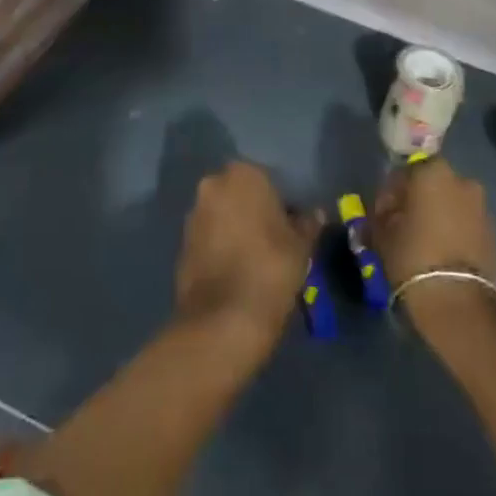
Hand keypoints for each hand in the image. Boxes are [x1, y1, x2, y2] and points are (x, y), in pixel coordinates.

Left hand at [174, 162, 320, 351]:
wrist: (223, 320)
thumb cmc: (270, 268)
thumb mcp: (301, 246)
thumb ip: (308, 224)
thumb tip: (315, 214)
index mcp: (243, 174)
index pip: (268, 179)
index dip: (281, 202)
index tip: (291, 225)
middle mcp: (212, 185)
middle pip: (240, 194)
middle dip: (254, 211)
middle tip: (274, 240)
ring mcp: (193, 215)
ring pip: (221, 215)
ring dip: (235, 229)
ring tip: (255, 259)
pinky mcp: (180, 245)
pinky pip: (208, 238)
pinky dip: (220, 248)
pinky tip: (236, 272)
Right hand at [371, 159, 495, 332]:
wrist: (461, 303)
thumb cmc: (414, 258)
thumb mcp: (383, 235)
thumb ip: (382, 215)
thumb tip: (386, 212)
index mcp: (432, 172)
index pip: (403, 174)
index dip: (389, 195)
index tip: (381, 216)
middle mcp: (461, 180)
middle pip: (431, 186)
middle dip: (416, 202)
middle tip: (402, 227)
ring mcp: (482, 206)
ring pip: (451, 204)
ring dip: (437, 216)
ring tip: (423, 243)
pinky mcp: (494, 233)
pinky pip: (466, 223)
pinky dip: (454, 231)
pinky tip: (441, 253)